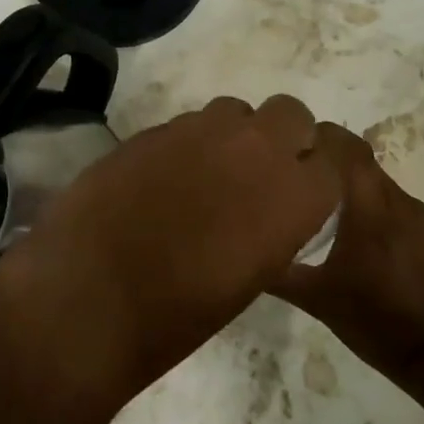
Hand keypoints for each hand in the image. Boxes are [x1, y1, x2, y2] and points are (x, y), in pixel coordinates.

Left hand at [0, 95, 340, 409]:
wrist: (89, 297)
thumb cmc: (179, 313)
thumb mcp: (253, 276)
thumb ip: (276, 224)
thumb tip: (271, 205)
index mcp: (293, 194)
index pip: (334, 157)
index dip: (320, 171)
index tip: (306, 187)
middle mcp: (255, 148)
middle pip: (290, 112)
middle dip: (284, 135)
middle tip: (259, 172)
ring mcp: (200, 130)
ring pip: (236, 110)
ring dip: (234, 135)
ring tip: (209, 173)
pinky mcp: (155, 128)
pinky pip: (189, 124)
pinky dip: (189, 144)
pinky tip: (165, 179)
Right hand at [267, 124, 423, 388]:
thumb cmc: (375, 319)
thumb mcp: (318, 300)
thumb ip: (281, 273)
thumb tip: (245, 256)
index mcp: (368, 206)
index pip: (346, 146)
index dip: (320, 135)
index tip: (289, 141)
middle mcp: (394, 198)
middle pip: (360, 158)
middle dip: (329, 155)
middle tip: (296, 169)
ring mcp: (415, 213)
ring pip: (376, 179)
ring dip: (349, 179)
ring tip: (319, 197)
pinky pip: (390, 200)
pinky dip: (367, 200)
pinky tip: (351, 227)